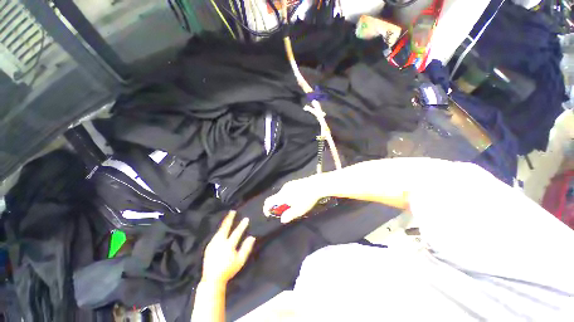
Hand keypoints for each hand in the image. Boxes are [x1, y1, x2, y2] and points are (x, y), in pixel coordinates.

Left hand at [201, 211, 255, 285]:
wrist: (212, 279)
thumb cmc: (229, 269)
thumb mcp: (240, 260)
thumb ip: (246, 248)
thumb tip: (252, 237)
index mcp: (229, 245)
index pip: (237, 232)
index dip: (242, 225)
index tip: (246, 218)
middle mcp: (220, 242)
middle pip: (225, 227)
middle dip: (229, 219)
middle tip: (232, 211)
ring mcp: (213, 243)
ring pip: (219, 230)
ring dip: (224, 222)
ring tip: (227, 217)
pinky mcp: (209, 246)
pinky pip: (215, 234)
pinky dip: (219, 229)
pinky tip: (221, 228)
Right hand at [263, 175, 323, 223]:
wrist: (317, 184)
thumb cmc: (307, 198)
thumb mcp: (299, 210)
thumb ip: (289, 215)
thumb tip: (282, 219)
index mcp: (282, 196)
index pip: (268, 201)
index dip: (266, 209)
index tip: (270, 214)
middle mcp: (283, 189)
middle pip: (276, 198)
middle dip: (278, 206)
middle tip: (286, 212)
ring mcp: (289, 184)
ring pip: (282, 194)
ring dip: (284, 201)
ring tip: (294, 206)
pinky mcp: (294, 182)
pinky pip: (287, 191)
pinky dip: (288, 196)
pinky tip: (297, 198)